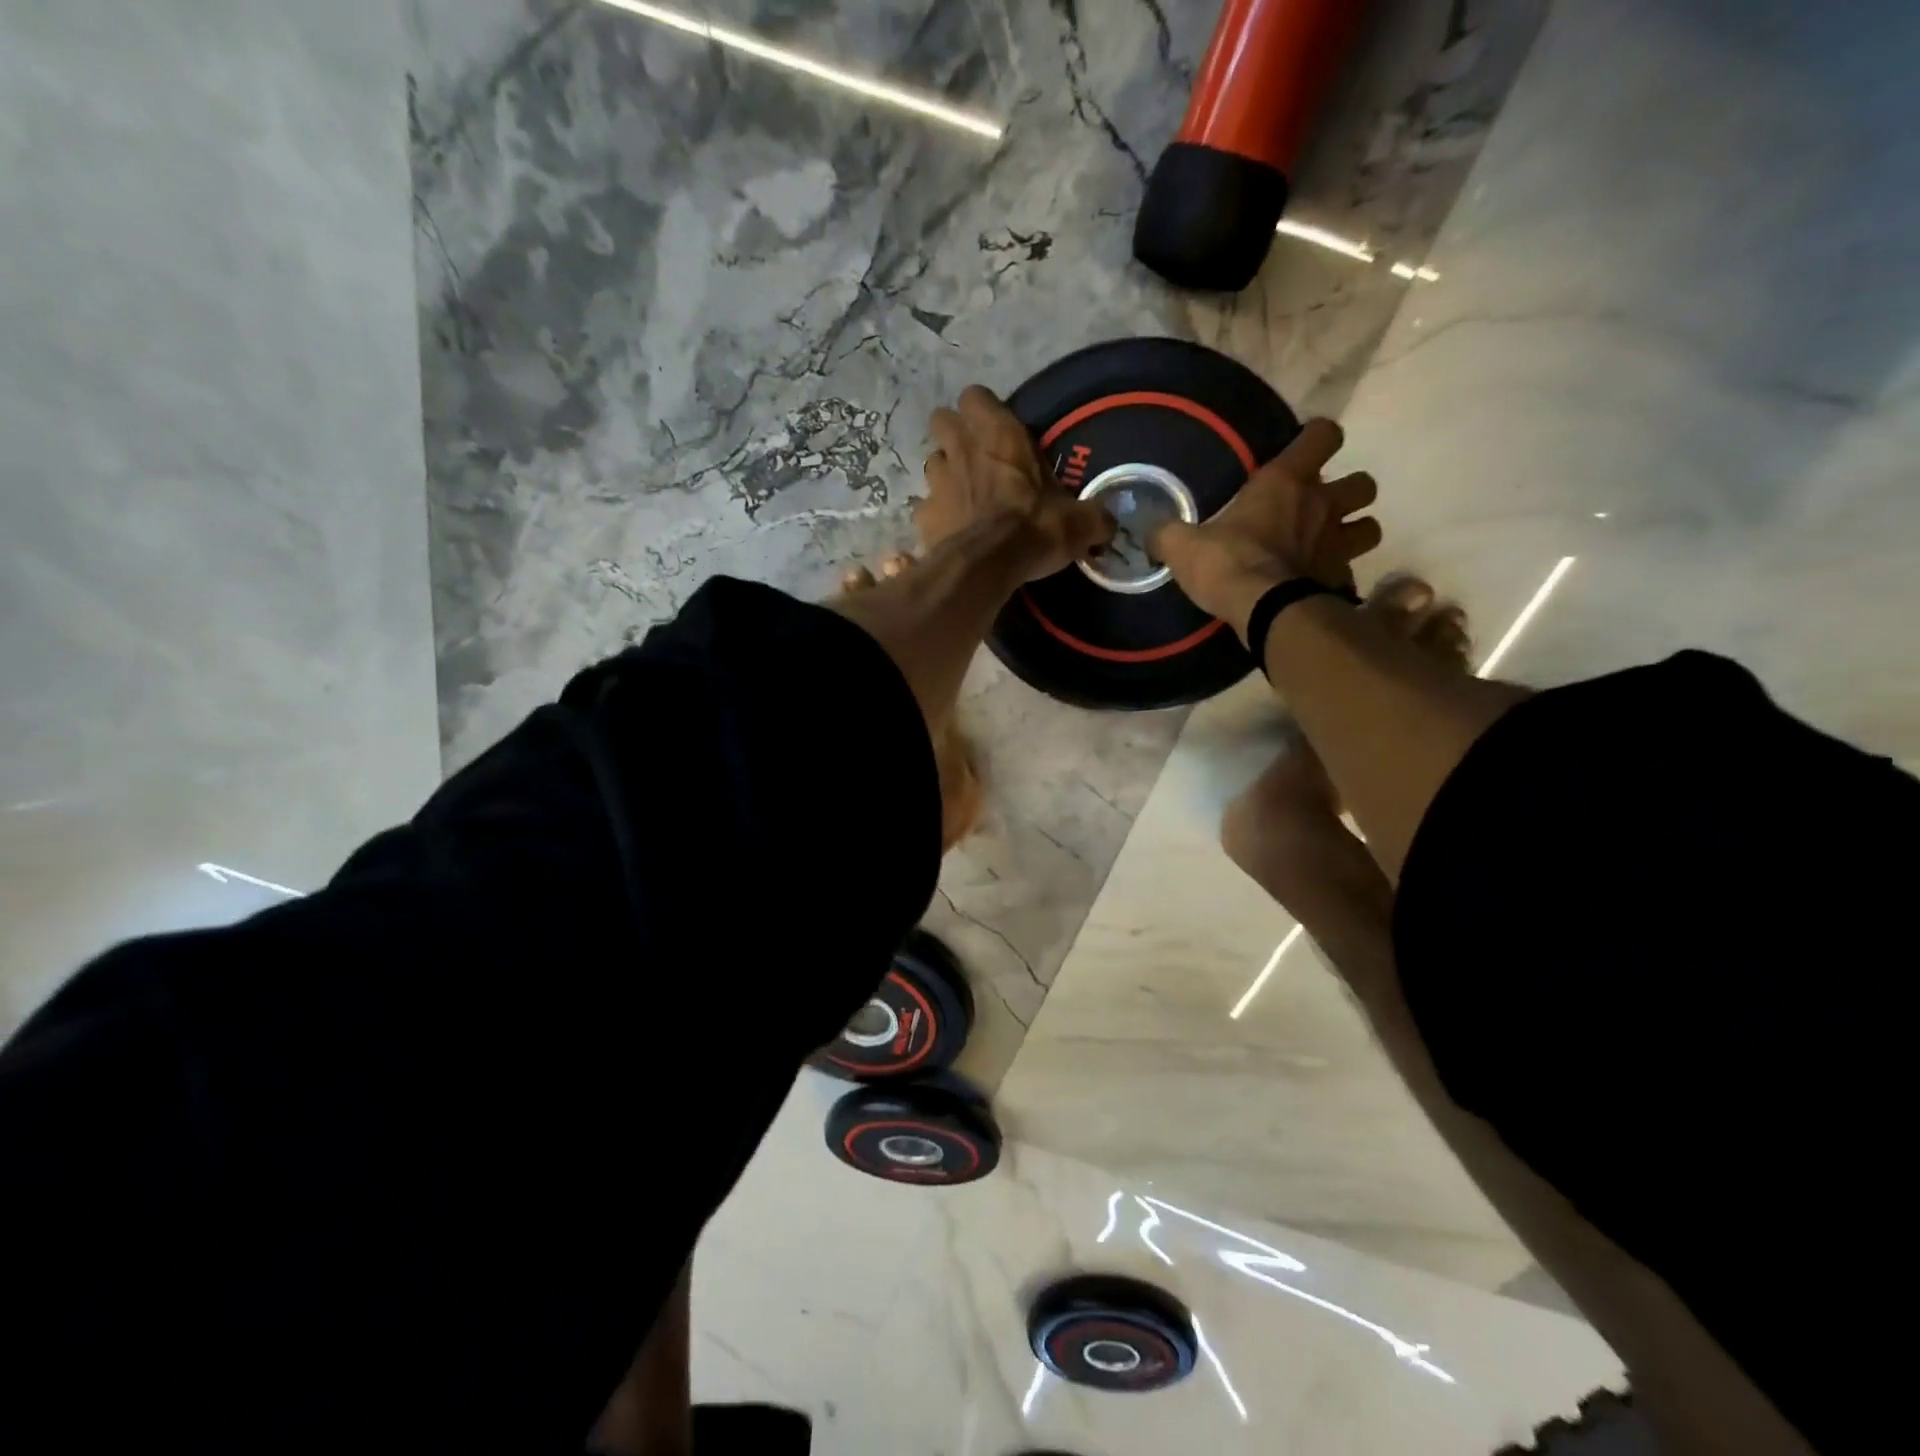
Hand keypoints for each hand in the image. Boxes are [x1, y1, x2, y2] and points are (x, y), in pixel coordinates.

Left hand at [919, 386, 1114, 580]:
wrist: (987, 567)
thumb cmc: (1034, 529)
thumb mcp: (1077, 522)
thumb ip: (1092, 516)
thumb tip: (1108, 523)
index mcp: (999, 434)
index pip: (976, 396)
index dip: (983, 410)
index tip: (997, 431)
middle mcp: (961, 448)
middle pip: (943, 421)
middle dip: (955, 436)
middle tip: (976, 460)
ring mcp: (937, 481)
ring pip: (932, 463)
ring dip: (945, 475)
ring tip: (963, 497)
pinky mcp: (923, 516)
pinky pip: (924, 508)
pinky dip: (935, 517)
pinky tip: (950, 532)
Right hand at [1150, 418, 1381, 632]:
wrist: (1265, 610)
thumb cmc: (1227, 562)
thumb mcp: (1183, 545)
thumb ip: (1168, 533)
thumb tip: (1151, 532)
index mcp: (1286, 481)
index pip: (1324, 434)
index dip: (1316, 438)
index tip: (1300, 452)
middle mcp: (1323, 504)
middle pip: (1363, 483)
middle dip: (1346, 492)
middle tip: (1318, 508)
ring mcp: (1338, 544)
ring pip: (1370, 526)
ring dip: (1353, 531)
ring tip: (1327, 544)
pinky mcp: (1341, 580)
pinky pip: (1351, 572)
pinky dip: (1338, 575)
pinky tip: (1317, 584)